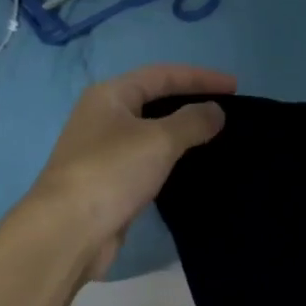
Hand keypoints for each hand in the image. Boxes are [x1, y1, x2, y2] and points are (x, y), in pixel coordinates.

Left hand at [25, 64, 235, 278]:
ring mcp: (104, 151)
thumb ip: (192, 121)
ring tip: (215, 137)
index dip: (200, 77)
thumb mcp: (159, 140)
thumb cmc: (112, 173)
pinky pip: (147, 160)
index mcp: (110, 96)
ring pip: (151, 132)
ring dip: (182, 132)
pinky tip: (190, 167)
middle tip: (227, 111)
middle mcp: (103, 117)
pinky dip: (171, 158)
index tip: (236, 87)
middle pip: (154, 100)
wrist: (69, 230)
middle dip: (190, 102)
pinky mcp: (109, 182)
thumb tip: (216, 111)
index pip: (162, 75)